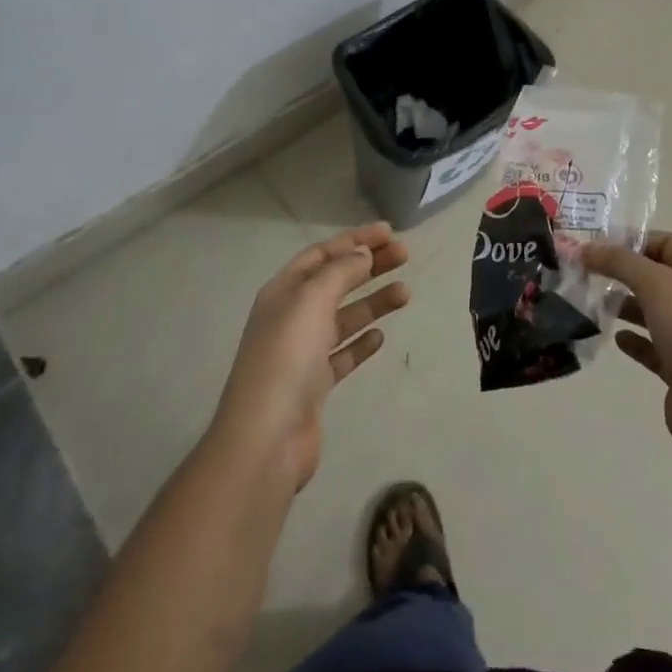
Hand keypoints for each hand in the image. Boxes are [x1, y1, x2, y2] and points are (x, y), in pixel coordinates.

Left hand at [211, 222, 410, 489]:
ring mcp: (302, 353)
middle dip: (369, 266)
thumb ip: (339, 272)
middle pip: (336, 282)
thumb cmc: (286, 358)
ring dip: (373, 302)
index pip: (322, 254)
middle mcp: (291, 317)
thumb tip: (362, 252)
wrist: (266, 439)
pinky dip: (361, 343)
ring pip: (344, 317)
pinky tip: (381, 338)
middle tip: (405, 255)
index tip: (389, 232)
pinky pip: (342, 355)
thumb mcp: (311, 301)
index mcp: (283, 291)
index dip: (355, 240)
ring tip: (406, 293)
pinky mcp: (314, 386)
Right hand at [583, 232, 671, 454]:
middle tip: (587, 273)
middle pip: (657, 275)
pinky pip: (652, 345)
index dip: (633, 239)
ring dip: (624, 305)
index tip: (597, 246)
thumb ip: (619, 261)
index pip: (666, 243)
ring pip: (652, 310)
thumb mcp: (655, 284)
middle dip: (623, 272)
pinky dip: (633, 339)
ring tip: (594, 303)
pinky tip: (615, 338)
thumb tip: (585, 248)